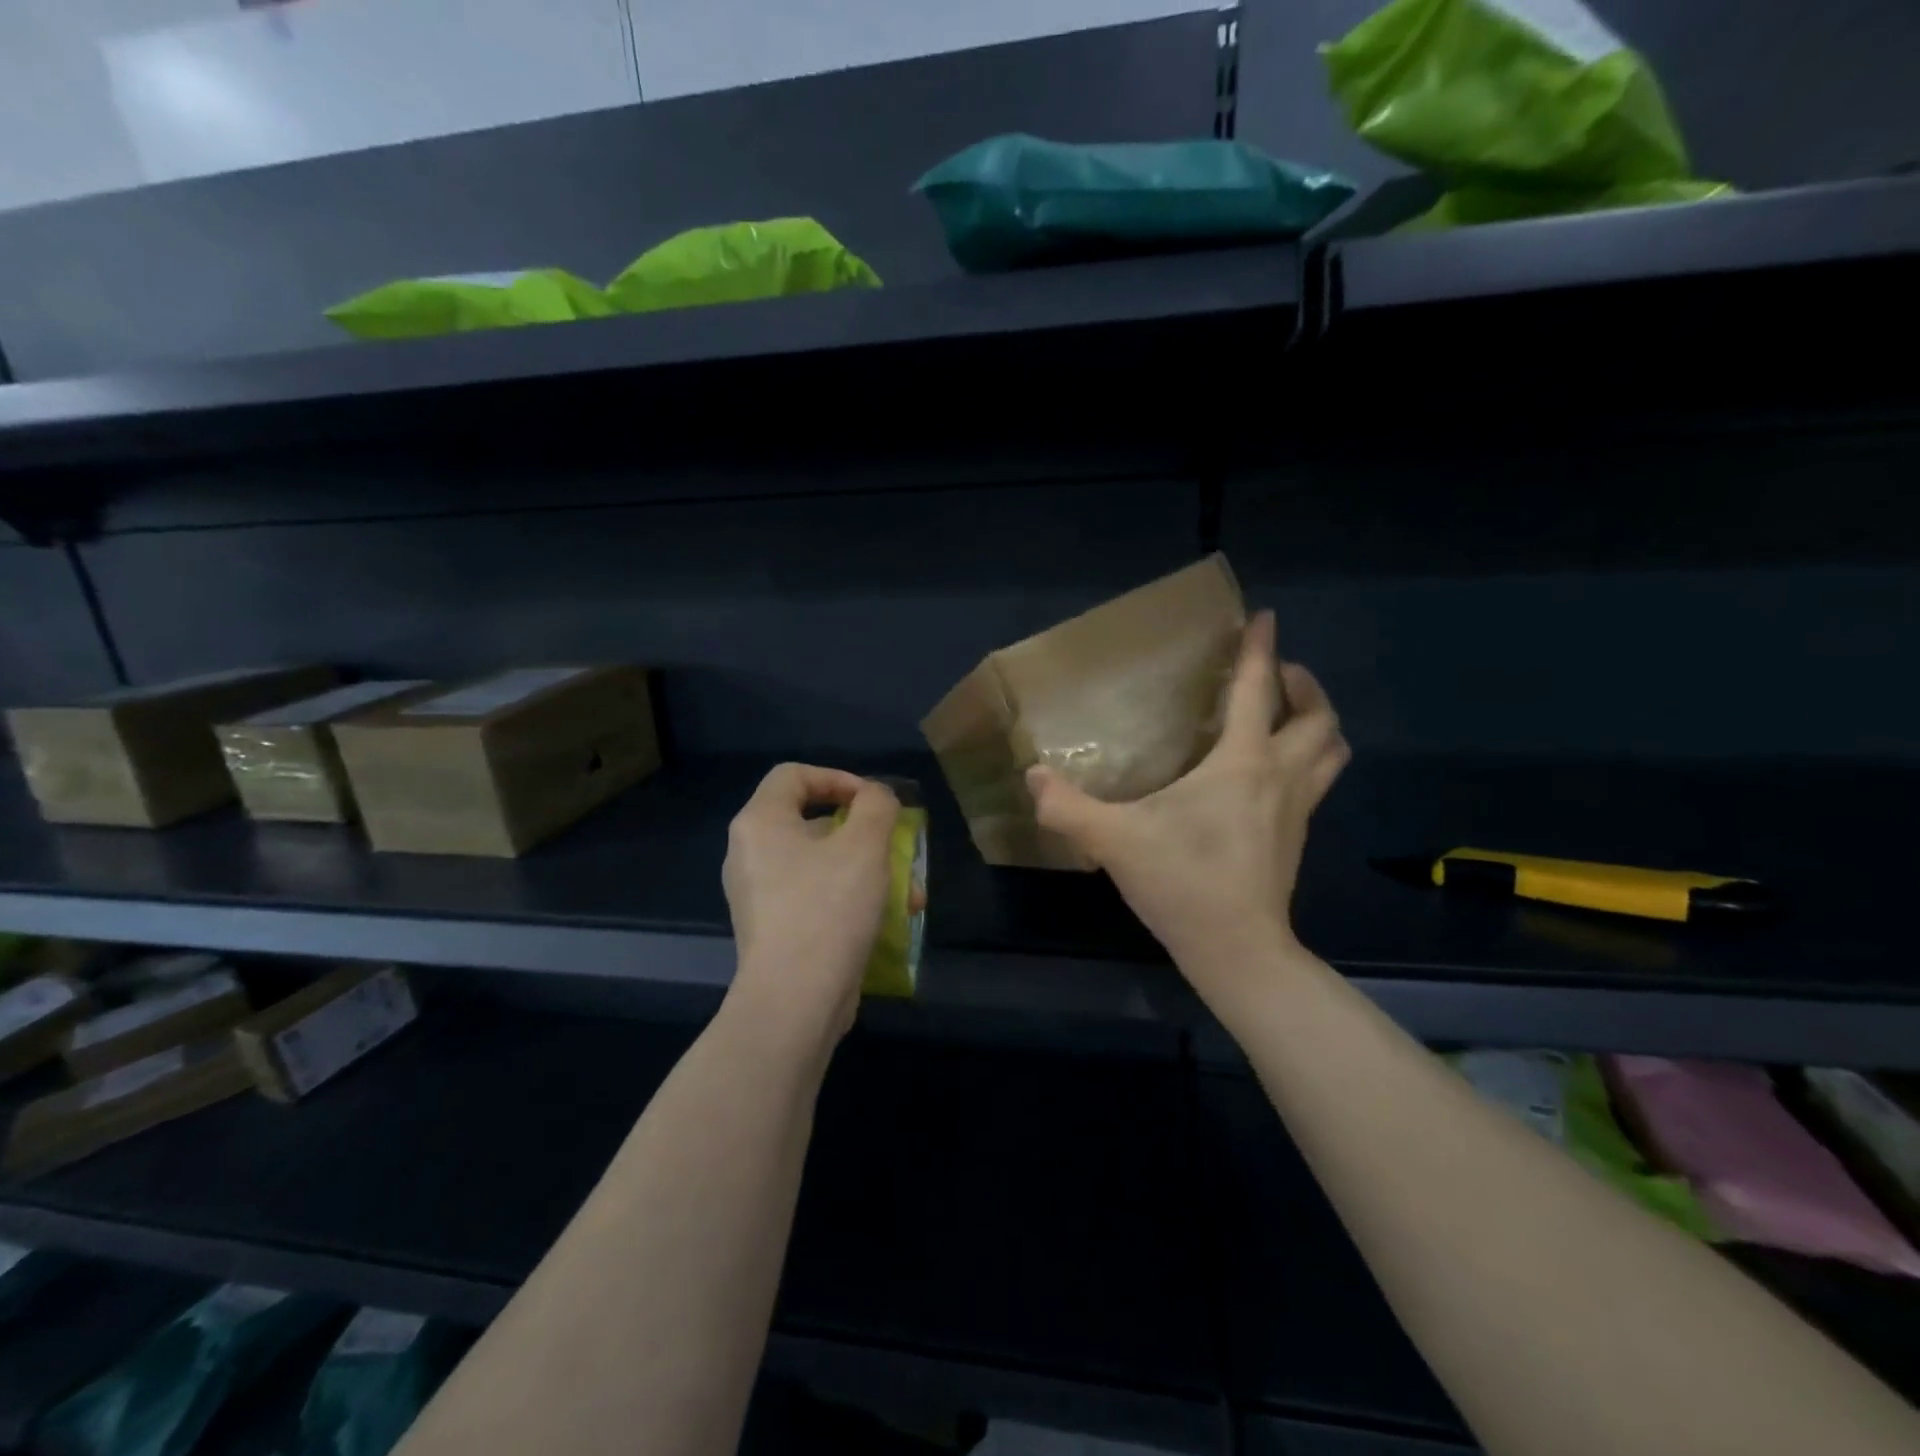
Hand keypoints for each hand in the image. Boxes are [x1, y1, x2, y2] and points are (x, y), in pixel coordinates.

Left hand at [722, 763, 900, 1046]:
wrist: (795, 1000)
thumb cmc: (828, 908)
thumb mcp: (865, 845)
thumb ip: (876, 805)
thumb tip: (874, 797)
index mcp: (759, 823)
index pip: (794, 775)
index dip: (838, 778)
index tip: (874, 801)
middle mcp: (750, 854)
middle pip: (813, 822)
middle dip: (866, 835)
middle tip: (897, 848)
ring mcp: (759, 896)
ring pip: (822, 865)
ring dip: (869, 872)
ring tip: (910, 895)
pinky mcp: (774, 930)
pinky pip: (816, 897)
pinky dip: (851, 900)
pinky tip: (889, 921)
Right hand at [1025, 611, 1347, 1006]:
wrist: (1237, 950)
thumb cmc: (1182, 882)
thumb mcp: (1113, 841)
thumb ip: (1067, 807)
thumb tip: (1032, 777)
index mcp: (1243, 764)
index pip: (1257, 691)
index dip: (1261, 649)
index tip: (1263, 618)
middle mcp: (1281, 777)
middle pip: (1320, 718)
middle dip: (1304, 685)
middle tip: (1276, 675)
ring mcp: (1298, 809)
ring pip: (1332, 751)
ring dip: (1317, 722)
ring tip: (1285, 715)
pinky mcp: (1297, 837)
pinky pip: (1317, 780)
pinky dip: (1306, 759)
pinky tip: (1269, 773)